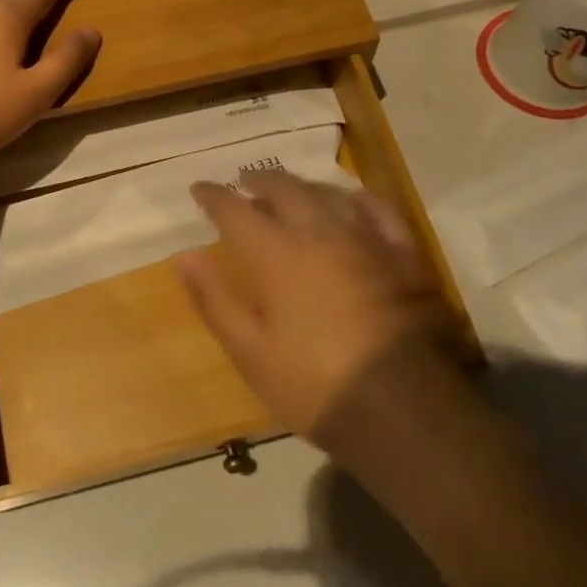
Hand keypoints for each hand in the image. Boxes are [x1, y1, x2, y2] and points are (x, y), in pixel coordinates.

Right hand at [176, 169, 469, 452]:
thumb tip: (184, 257)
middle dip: (259, 180)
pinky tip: (350, 203)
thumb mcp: (249, 351)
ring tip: (290, 190)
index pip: (235, 211)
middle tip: (245, 182)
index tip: (199, 188)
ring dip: (302, 186)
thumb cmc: (313, 384)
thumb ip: (214, 299)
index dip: (214, 196)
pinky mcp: (402, 252)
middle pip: (284, 188)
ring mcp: (365, 238)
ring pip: (328, 193)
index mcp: (276, 254)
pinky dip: (354, 199)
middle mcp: (319, 232)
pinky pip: (377, 209)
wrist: (402, 406)